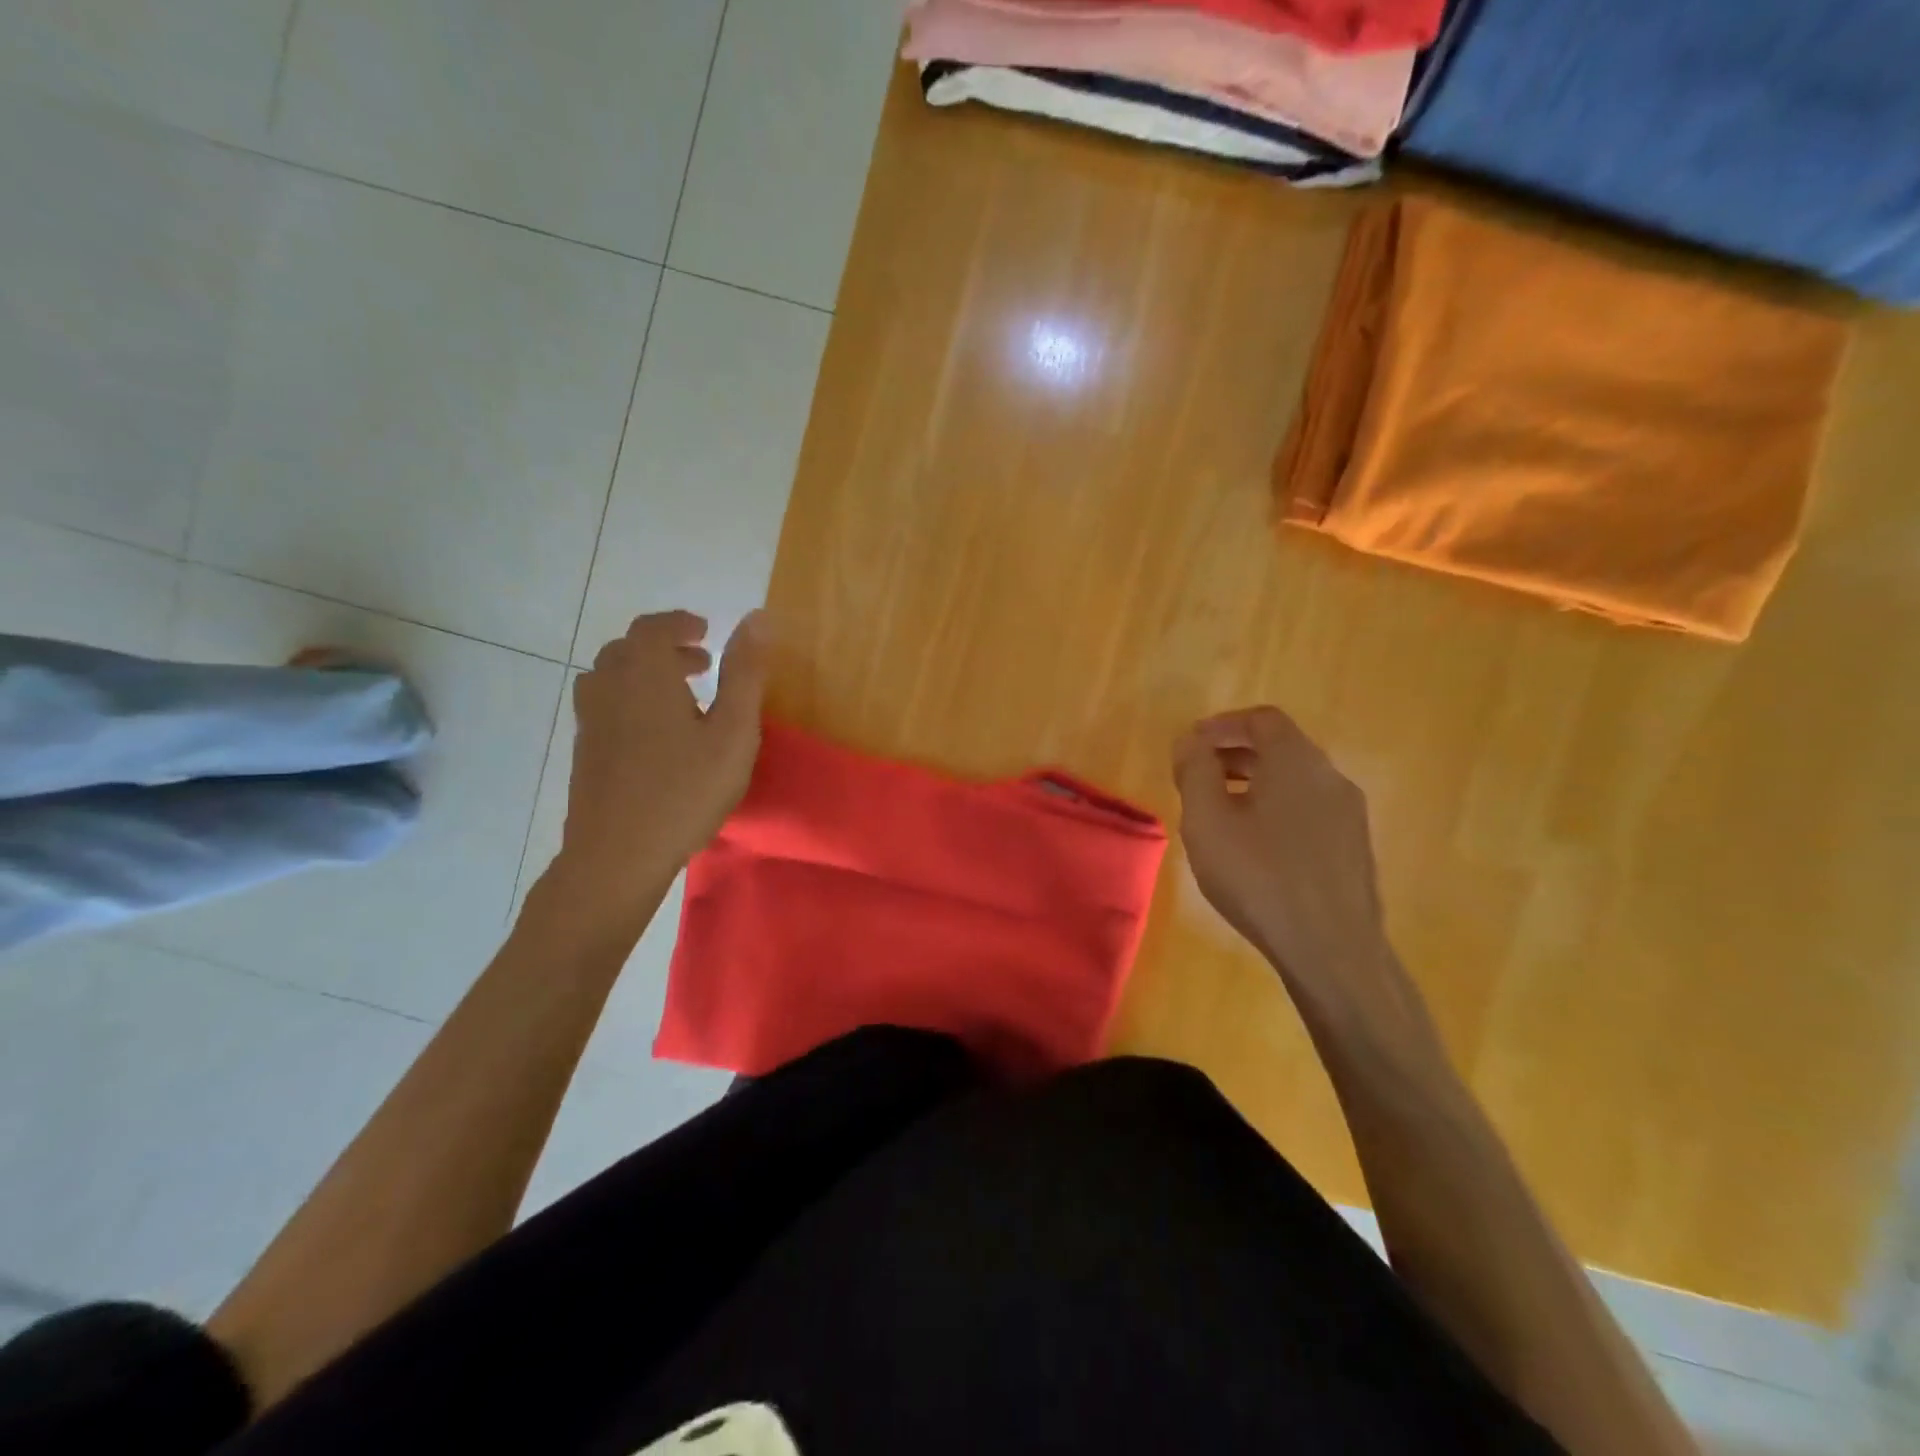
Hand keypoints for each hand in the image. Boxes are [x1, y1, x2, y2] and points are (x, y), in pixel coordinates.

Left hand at [553, 610, 767, 920]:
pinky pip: (604, 704)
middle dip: (665, 647)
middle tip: (702, 665)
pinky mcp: (584, 750)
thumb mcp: (732, 732)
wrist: (617, 855)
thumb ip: (745, 673)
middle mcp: (609, 687)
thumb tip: (757, 617)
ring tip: (681, 696)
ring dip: (645, 673)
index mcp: (645, 675)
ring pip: (611, 676)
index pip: (653, 627)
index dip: (680, 623)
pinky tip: (657, 733)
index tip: (706, 631)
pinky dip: (630, 698)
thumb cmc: (685, 791)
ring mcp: (591, 721)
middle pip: (629, 648)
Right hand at [1172, 706, 1389, 988]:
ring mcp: (1349, 815)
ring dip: (1253, 784)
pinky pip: (1308, 810)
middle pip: (1280, 748)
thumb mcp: (1208, 821)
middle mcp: (1330, 777)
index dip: (1222, 725)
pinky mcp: (1353, 848)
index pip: (1261, 719)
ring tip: (1219, 814)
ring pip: (1295, 781)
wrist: (1333, 950)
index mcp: (1297, 761)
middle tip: (1197, 778)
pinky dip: (1276, 809)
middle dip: (1233, 755)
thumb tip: (1190, 741)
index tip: (1191, 746)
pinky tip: (1254, 847)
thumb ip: (1195, 772)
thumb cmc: (1260, 877)